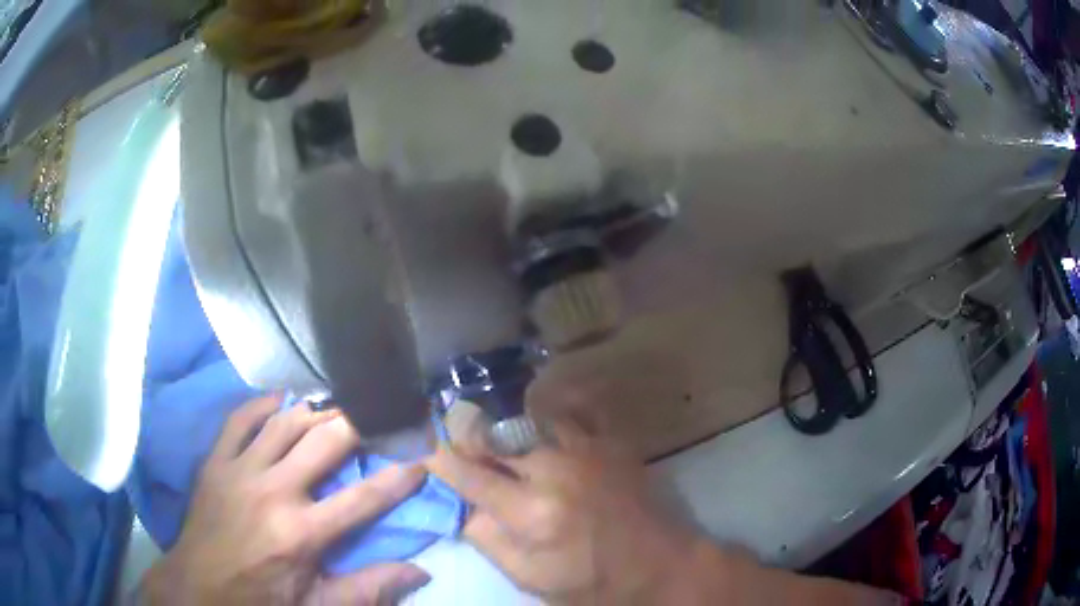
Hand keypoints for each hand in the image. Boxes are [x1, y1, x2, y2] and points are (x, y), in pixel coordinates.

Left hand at [142, 395, 430, 605]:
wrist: (199, 587)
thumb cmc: (262, 599)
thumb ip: (369, 588)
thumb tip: (421, 572)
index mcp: (301, 533)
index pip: (363, 497)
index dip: (398, 477)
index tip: (421, 458)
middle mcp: (273, 492)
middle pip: (324, 442)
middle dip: (359, 423)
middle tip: (382, 412)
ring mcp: (240, 471)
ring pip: (285, 422)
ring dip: (317, 410)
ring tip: (340, 405)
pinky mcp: (216, 462)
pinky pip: (239, 419)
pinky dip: (263, 404)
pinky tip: (283, 400)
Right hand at [424, 409, 708, 603]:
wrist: (659, 564)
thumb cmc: (592, 581)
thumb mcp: (531, 580)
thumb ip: (489, 542)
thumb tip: (462, 508)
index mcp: (532, 513)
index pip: (468, 474)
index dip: (437, 457)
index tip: (419, 446)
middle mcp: (555, 470)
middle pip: (493, 436)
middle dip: (464, 433)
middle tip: (450, 433)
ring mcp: (587, 449)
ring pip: (528, 416)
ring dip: (503, 422)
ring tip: (491, 427)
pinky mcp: (611, 441)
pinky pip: (575, 406)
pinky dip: (551, 405)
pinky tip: (540, 411)